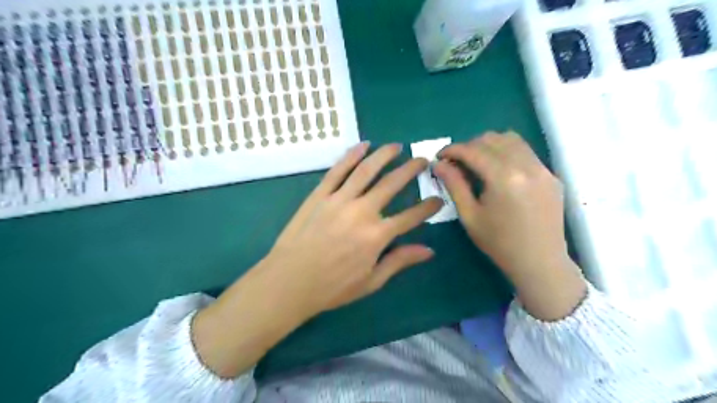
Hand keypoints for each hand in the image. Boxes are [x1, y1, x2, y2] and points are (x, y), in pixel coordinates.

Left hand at [195, 141, 442, 377]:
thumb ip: (400, 261)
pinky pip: (338, 170)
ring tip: (397, 146)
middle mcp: (362, 212)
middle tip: (422, 160)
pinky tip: (363, 145)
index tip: (438, 198)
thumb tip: (429, 250)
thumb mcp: (371, 281)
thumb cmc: (332, 287)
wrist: (289, 281)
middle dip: (411, 170)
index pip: (411, 216)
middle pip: (392, 184)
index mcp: (377, 236)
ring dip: (384, 155)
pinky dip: (351, 155)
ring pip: (366, 170)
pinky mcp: (320, 195)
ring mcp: (339, 200)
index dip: (428, 207)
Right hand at [434, 133, 585, 320]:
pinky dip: (507, 152)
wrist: (540, 262)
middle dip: (469, 146)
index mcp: (503, 178)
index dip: (452, 150)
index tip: (439, 156)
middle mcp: (526, 165)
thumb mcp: (469, 215)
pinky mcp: (550, 175)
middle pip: (492, 139)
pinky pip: (526, 152)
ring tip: (477, 162)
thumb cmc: (499, 243)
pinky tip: (499, 170)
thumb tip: (439, 164)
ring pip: (511, 140)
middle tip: (456, 162)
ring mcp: (542, 169)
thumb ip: (454, 185)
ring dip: (489, 145)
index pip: (473, 151)